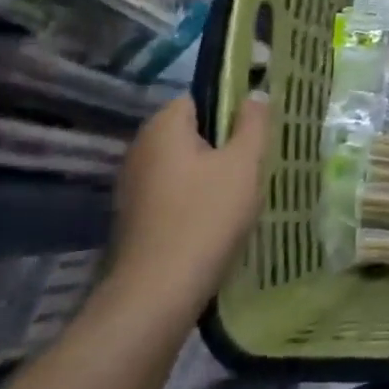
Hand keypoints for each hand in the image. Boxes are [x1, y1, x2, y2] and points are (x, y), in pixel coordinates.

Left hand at [107, 92, 271, 324]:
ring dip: (210, 174)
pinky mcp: (134, 218)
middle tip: (255, 162)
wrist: (157, 294)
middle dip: (223, 143)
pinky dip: (194, 199)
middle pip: (192, 131)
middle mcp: (141, 148)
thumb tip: (255, 94)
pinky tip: (216, 220)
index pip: (200, 97)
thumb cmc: (206, 216)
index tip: (256, 130)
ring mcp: (133, 185)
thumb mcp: (244, 163)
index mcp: (163, 126)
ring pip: (183, 165)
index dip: (231, 108)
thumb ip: (254, 122)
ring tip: (242, 193)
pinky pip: (173, 193)